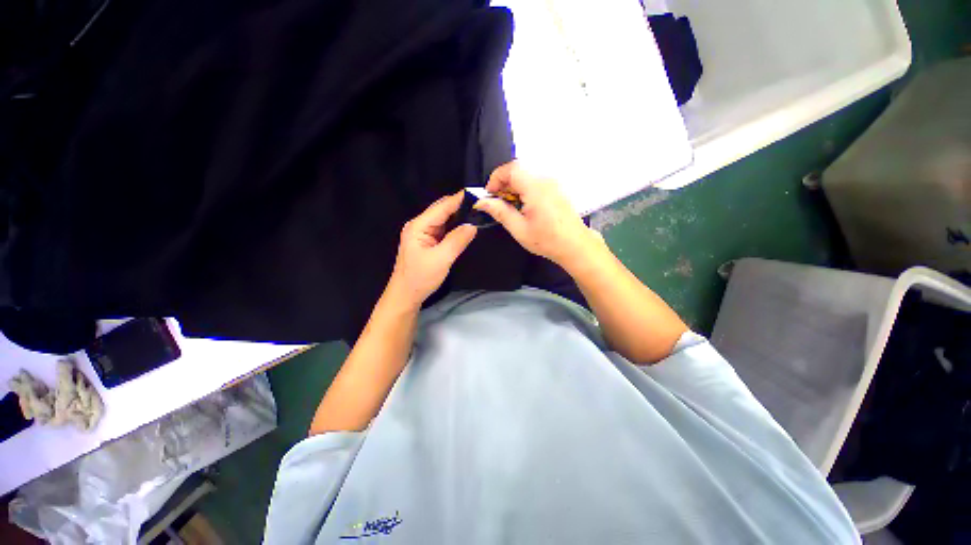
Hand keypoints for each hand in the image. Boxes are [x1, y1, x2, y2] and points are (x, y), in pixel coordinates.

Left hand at [386, 191, 476, 308]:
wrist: (406, 295)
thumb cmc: (420, 278)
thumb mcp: (441, 259)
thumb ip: (457, 240)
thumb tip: (473, 225)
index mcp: (419, 226)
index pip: (442, 207)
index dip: (459, 199)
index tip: (478, 193)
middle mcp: (420, 225)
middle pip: (442, 210)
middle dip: (460, 206)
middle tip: (481, 204)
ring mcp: (424, 233)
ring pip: (444, 219)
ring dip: (459, 216)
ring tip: (477, 212)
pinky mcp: (428, 241)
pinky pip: (444, 229)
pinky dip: (455, 226)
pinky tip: (466, 225)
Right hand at [473, 162, 603, 269]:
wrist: (575, 244)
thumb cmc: (547, 239)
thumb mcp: (519, 228)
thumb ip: (499, 211)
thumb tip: (481, 202)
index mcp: (535, 187)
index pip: (510, 169)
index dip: (495, 178)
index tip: (489, 194)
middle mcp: (545, 179)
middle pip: (518, 169)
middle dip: (503, 183)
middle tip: (497, 202)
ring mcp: (552, 182)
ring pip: (526, 174)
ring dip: (513, 186)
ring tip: (510, 206)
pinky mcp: (556, 188)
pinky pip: (535, 181)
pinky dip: (524, 188)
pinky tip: (523, 205)